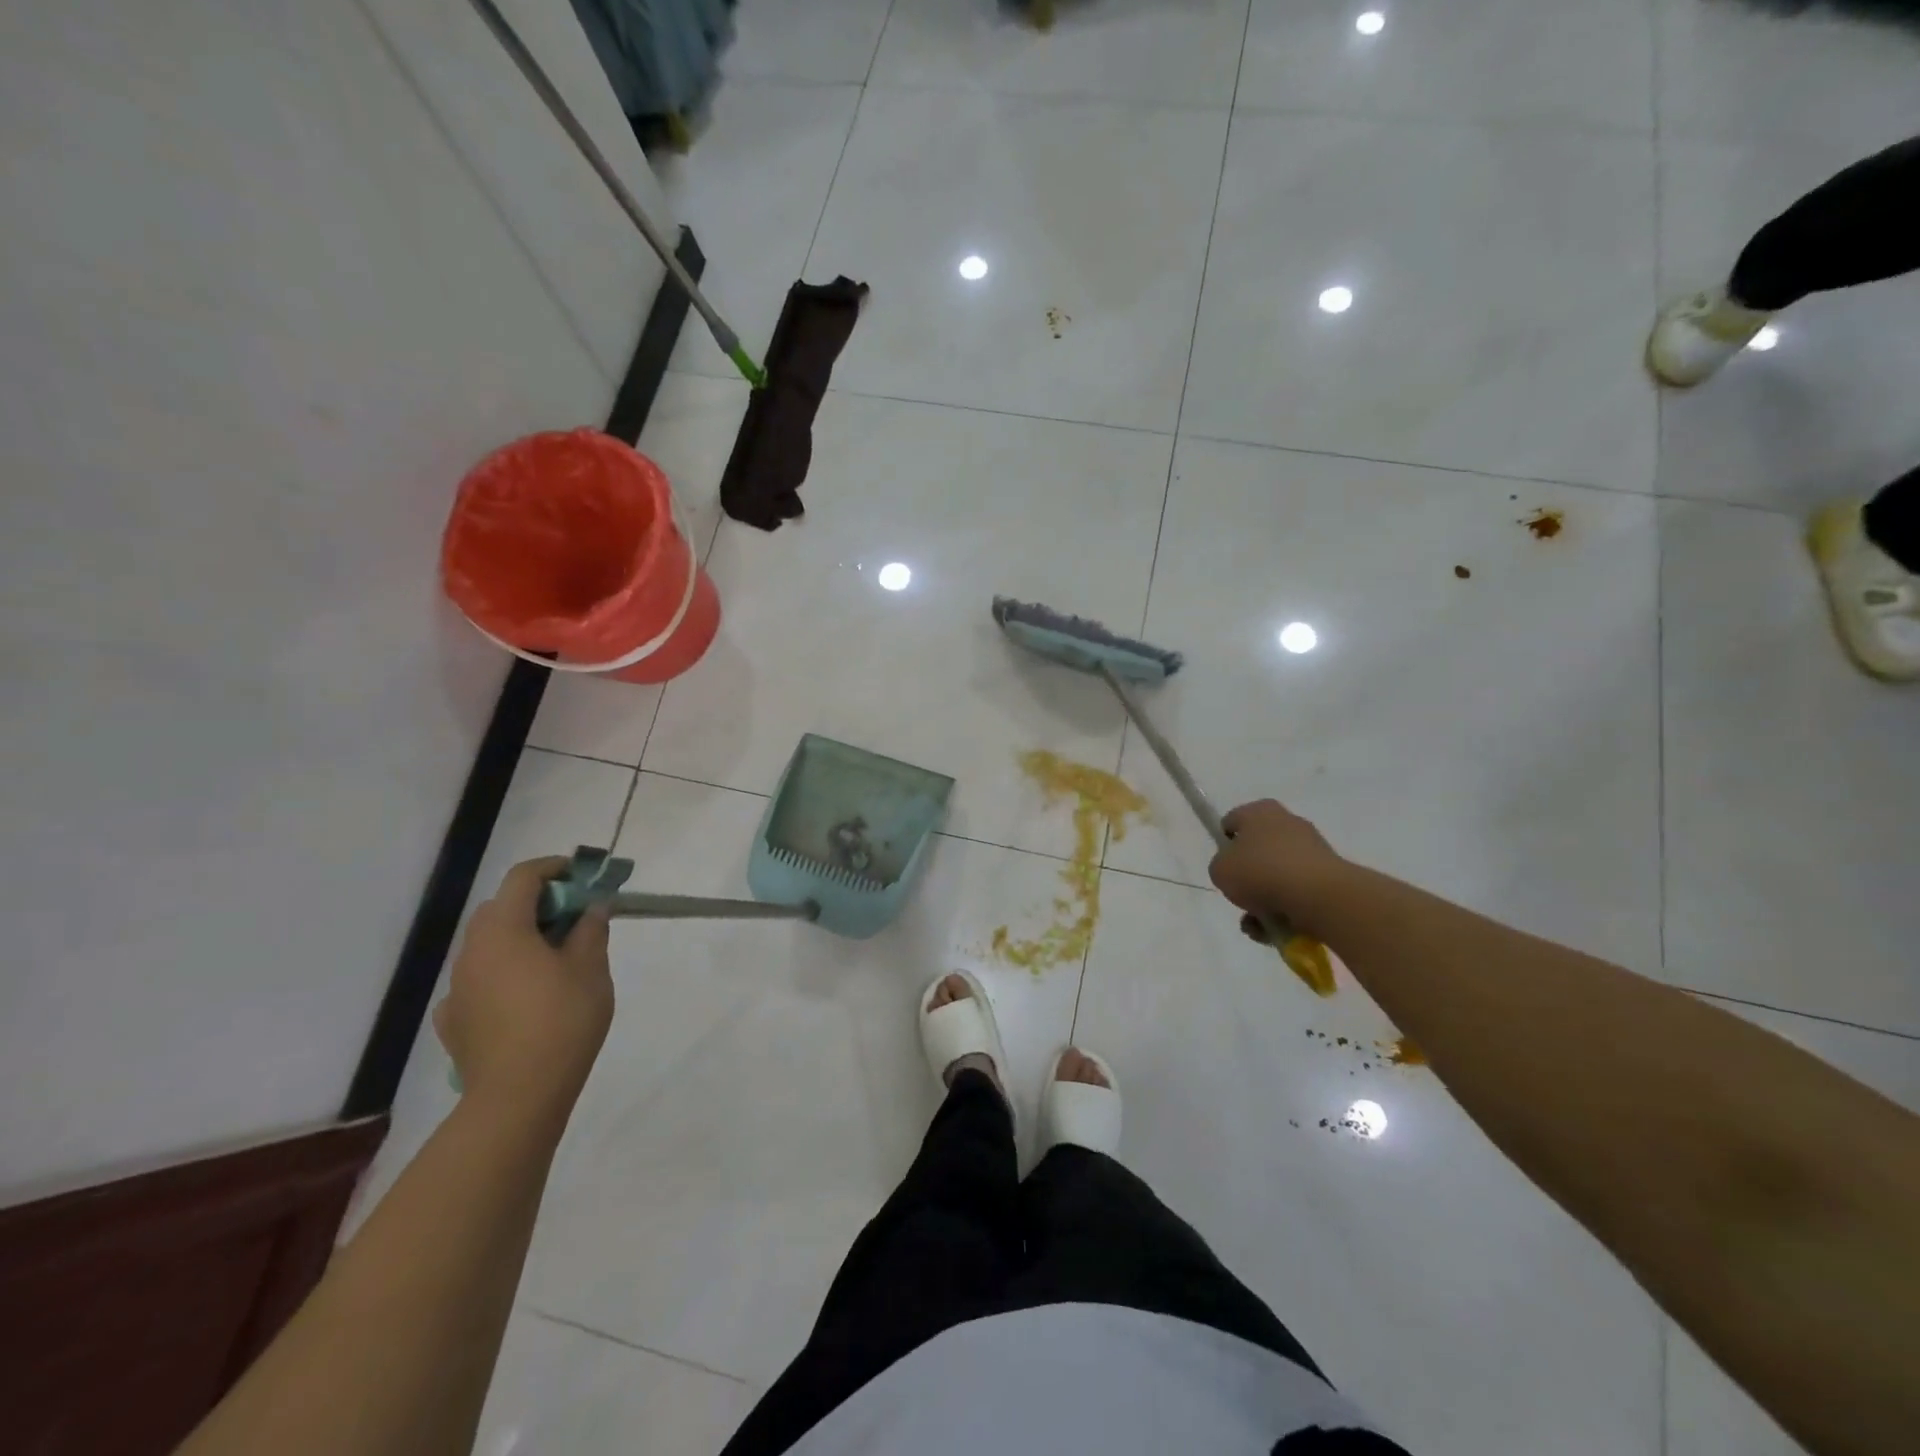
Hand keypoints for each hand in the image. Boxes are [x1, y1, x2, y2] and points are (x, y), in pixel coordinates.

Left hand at [435, 857, 613, 1124]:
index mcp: (504, 930)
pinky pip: (478, 981)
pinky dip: (501, 975)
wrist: (518, 1095)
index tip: (581, 875)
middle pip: (499, 908)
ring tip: (554, 960)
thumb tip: (592, 907)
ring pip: (487, 945)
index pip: (523, 878)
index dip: (553, 868)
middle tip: (573, 918)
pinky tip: (523, 998)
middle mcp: (472, 951)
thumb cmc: (562, 1019)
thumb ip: (591, 929)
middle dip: (536, 904)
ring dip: (518, 939)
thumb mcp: (591, 967)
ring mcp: (457, 988)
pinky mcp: (454, 1020)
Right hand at [1208, 799, 1347, 939]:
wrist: (1318, 896)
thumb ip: (1221, 867)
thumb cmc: (1261, 872)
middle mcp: (1287, 822)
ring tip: (1258, 925)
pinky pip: (1298, 892)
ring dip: (1264, 900)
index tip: (1224, 867)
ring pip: (1277, 876)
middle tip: (1241, 897)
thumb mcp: (1220, 870)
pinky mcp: (1329, 875)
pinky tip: (1276, 929)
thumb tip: (1235, 872)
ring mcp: (1312, 848)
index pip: (1232, 822)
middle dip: (1248, 878)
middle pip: (1257, 852)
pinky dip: (1286, 910)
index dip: (1224, 844)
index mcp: (1260, 811)